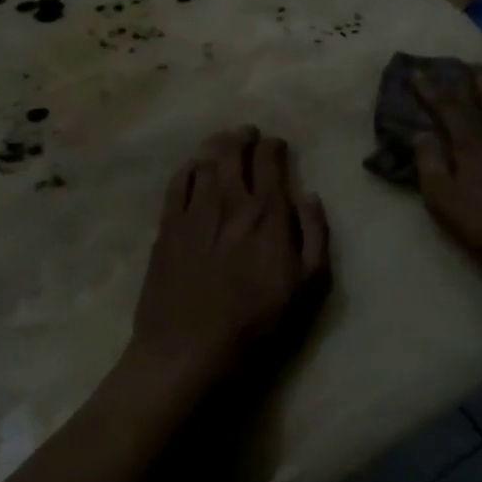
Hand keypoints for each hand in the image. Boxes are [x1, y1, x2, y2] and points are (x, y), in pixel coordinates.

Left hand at [127, 126, 330, 388]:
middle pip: (234, 151)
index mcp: (266, 213)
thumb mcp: (307, 285)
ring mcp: (194, 211)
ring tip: (222, 143)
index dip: (274, 146)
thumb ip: (314, 235)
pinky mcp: (167, 227)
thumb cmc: (257, 322)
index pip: (270, 160)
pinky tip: (193, 168)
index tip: (277, 145)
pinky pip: (177, 183)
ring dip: (216, 146)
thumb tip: (309, 196)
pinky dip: (188, 168)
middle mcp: (230, 201)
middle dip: (243, 136)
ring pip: (205, 161)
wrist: (190, 348)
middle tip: (247, 133)